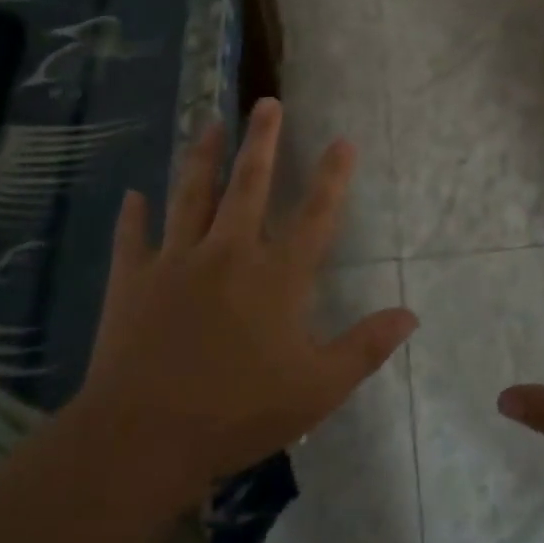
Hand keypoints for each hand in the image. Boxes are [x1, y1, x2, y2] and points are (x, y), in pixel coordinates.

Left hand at [79, 99, 416, 493]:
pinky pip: (133, 239)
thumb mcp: (318, 387)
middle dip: (261, 141)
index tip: (342, 140)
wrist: (143, 439)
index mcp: (277, 277)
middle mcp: (228, 254)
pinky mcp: (132, 282)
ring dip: (202, 157)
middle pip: (249, 185)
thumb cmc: (239, 413)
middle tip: (267, 103)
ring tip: (208, 124)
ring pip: (191, 196)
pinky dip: (134, 216)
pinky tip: (134, 195)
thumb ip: (366, 346)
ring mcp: (176, 263)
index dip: (332, 176)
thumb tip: (411, 314)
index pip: (316, 215)